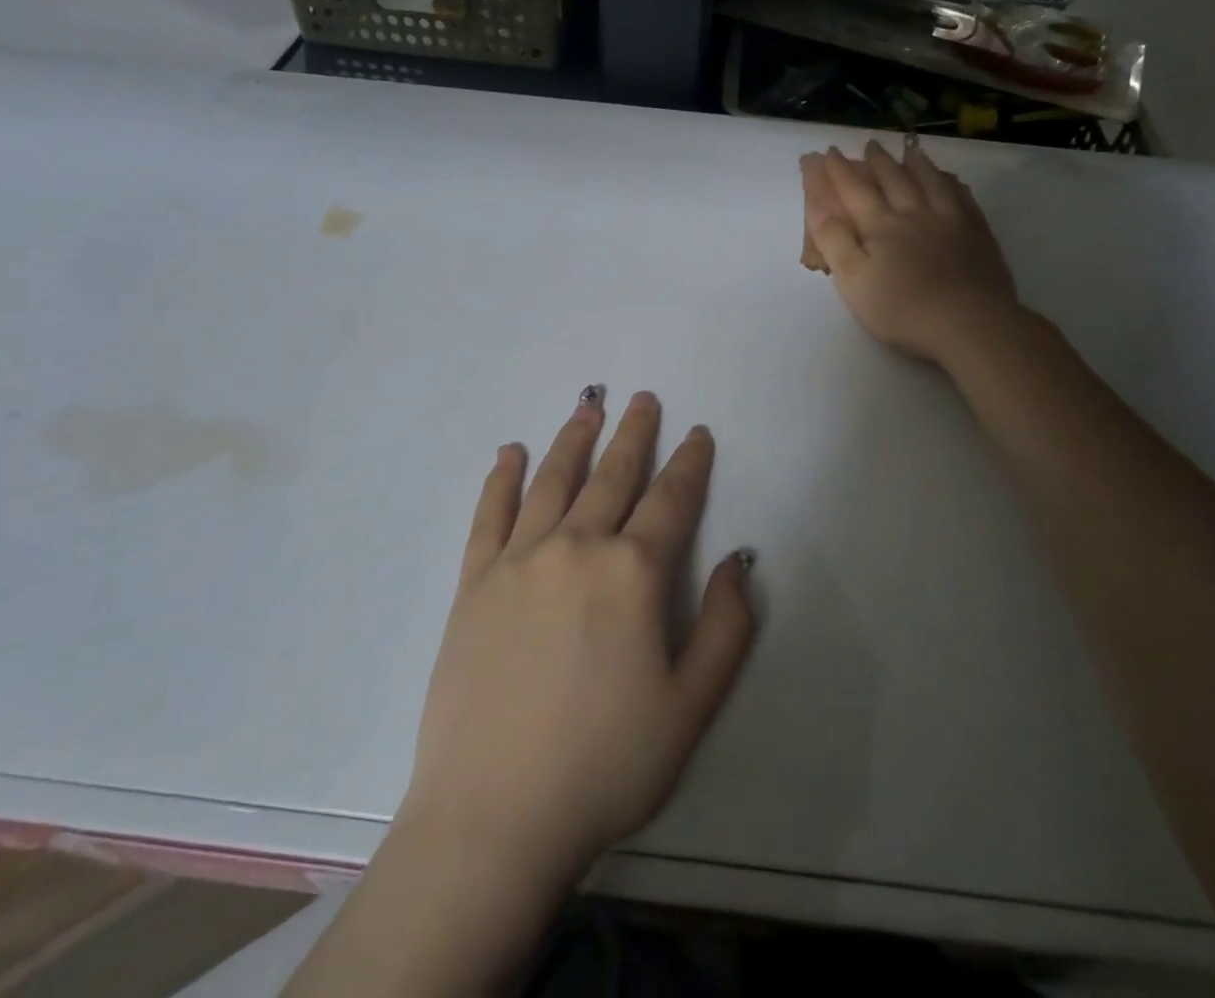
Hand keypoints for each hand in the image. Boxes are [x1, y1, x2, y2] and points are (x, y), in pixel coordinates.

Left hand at [398, 391, 757, 886]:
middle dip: (633, 434)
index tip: (697, 432)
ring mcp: (519, 559)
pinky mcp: (474, 581)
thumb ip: (727, 628)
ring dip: (574, 438)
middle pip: (612, 475)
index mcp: (632, 572)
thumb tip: (739, 560)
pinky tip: (510, 453)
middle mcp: (576, 547)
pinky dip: (502, 478)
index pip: (671, 500)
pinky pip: (490, 514)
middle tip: (642, 398)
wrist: (494, 814)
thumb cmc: (605, 765)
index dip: (689, 463)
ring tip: (588, 404)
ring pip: (553, 480)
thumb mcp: (691, 707)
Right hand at [801, 140, 1020, 364]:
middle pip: (894, 180)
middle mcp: (915, 215)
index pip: (856, 191)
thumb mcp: (854, 282)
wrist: (971, 324)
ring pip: (931, 183)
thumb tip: (819, 209)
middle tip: (870, 145)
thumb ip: (835, 243)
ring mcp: (951, 222)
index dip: (840, 172)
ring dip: (917, 164)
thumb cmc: (904, 309)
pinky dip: (953, 184)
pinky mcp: (978, 235)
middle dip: (878, 162)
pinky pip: (963, 198)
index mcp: (881, 227)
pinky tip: (952, 180)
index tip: (830, 152)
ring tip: (910, 150)